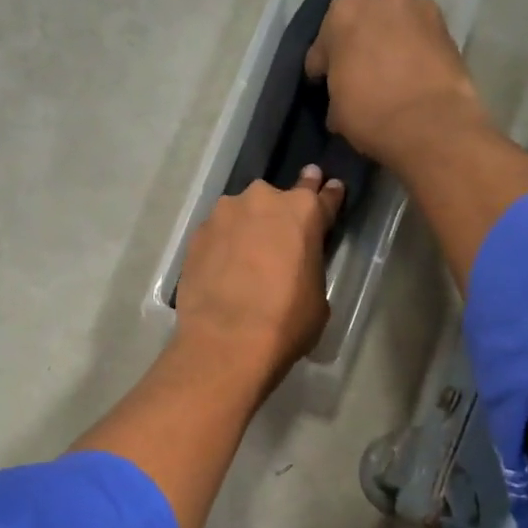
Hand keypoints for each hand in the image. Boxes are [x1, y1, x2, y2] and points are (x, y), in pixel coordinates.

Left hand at [174, 166, 342, 385]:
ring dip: (247, 228)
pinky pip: (218, 234)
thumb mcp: (317, 295)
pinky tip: (223, 268)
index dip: (328, 196)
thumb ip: (308, 266)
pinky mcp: (197, 234)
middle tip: (281, 233)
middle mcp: (263, 201)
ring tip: (246, 257)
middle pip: (277, 200)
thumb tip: (295, 268)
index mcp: (303, 211)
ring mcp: (225, 214)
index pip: (322, 196)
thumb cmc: (287, 321)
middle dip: (281, 212)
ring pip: (242, 214)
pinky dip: (223, 246)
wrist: (227, 340)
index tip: (329, 187)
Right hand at [304, 0, 491, 170]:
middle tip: (359, 77)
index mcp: (342, 13)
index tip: (324, 86)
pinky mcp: (447, 27)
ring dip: (388, 42)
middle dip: (357, 46)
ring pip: (393, 25)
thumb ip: (335, 92)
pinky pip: (419, 37)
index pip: (322, 46)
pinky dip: (413, 50)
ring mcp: (419, 7)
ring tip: (391, 74)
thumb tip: (341, 100)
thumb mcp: (336, 111)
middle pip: (361, 24)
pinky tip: (413, 74)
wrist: (432, 125)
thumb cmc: (371, 114)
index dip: (321, 70)